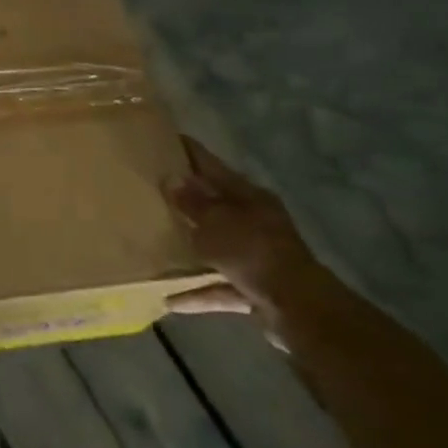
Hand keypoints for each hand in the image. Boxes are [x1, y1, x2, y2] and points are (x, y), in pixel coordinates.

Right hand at [164, 138, 318, 321]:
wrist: (299, 308)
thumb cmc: (253, 252)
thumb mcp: (215, 222)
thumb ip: (191, 202)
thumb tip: (170, 177)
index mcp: (248, 197)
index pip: (211, 165)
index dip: (188, 152)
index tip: (161, 139)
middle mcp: (255, 221)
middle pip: (214, 206)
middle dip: (185, 200)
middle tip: (148, 189)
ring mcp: (256, 256)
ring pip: (216, 246)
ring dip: (190, 249)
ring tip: (154, 244)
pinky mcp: (255, 287)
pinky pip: (219, 286)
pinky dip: (198, 292)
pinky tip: (170, 299)